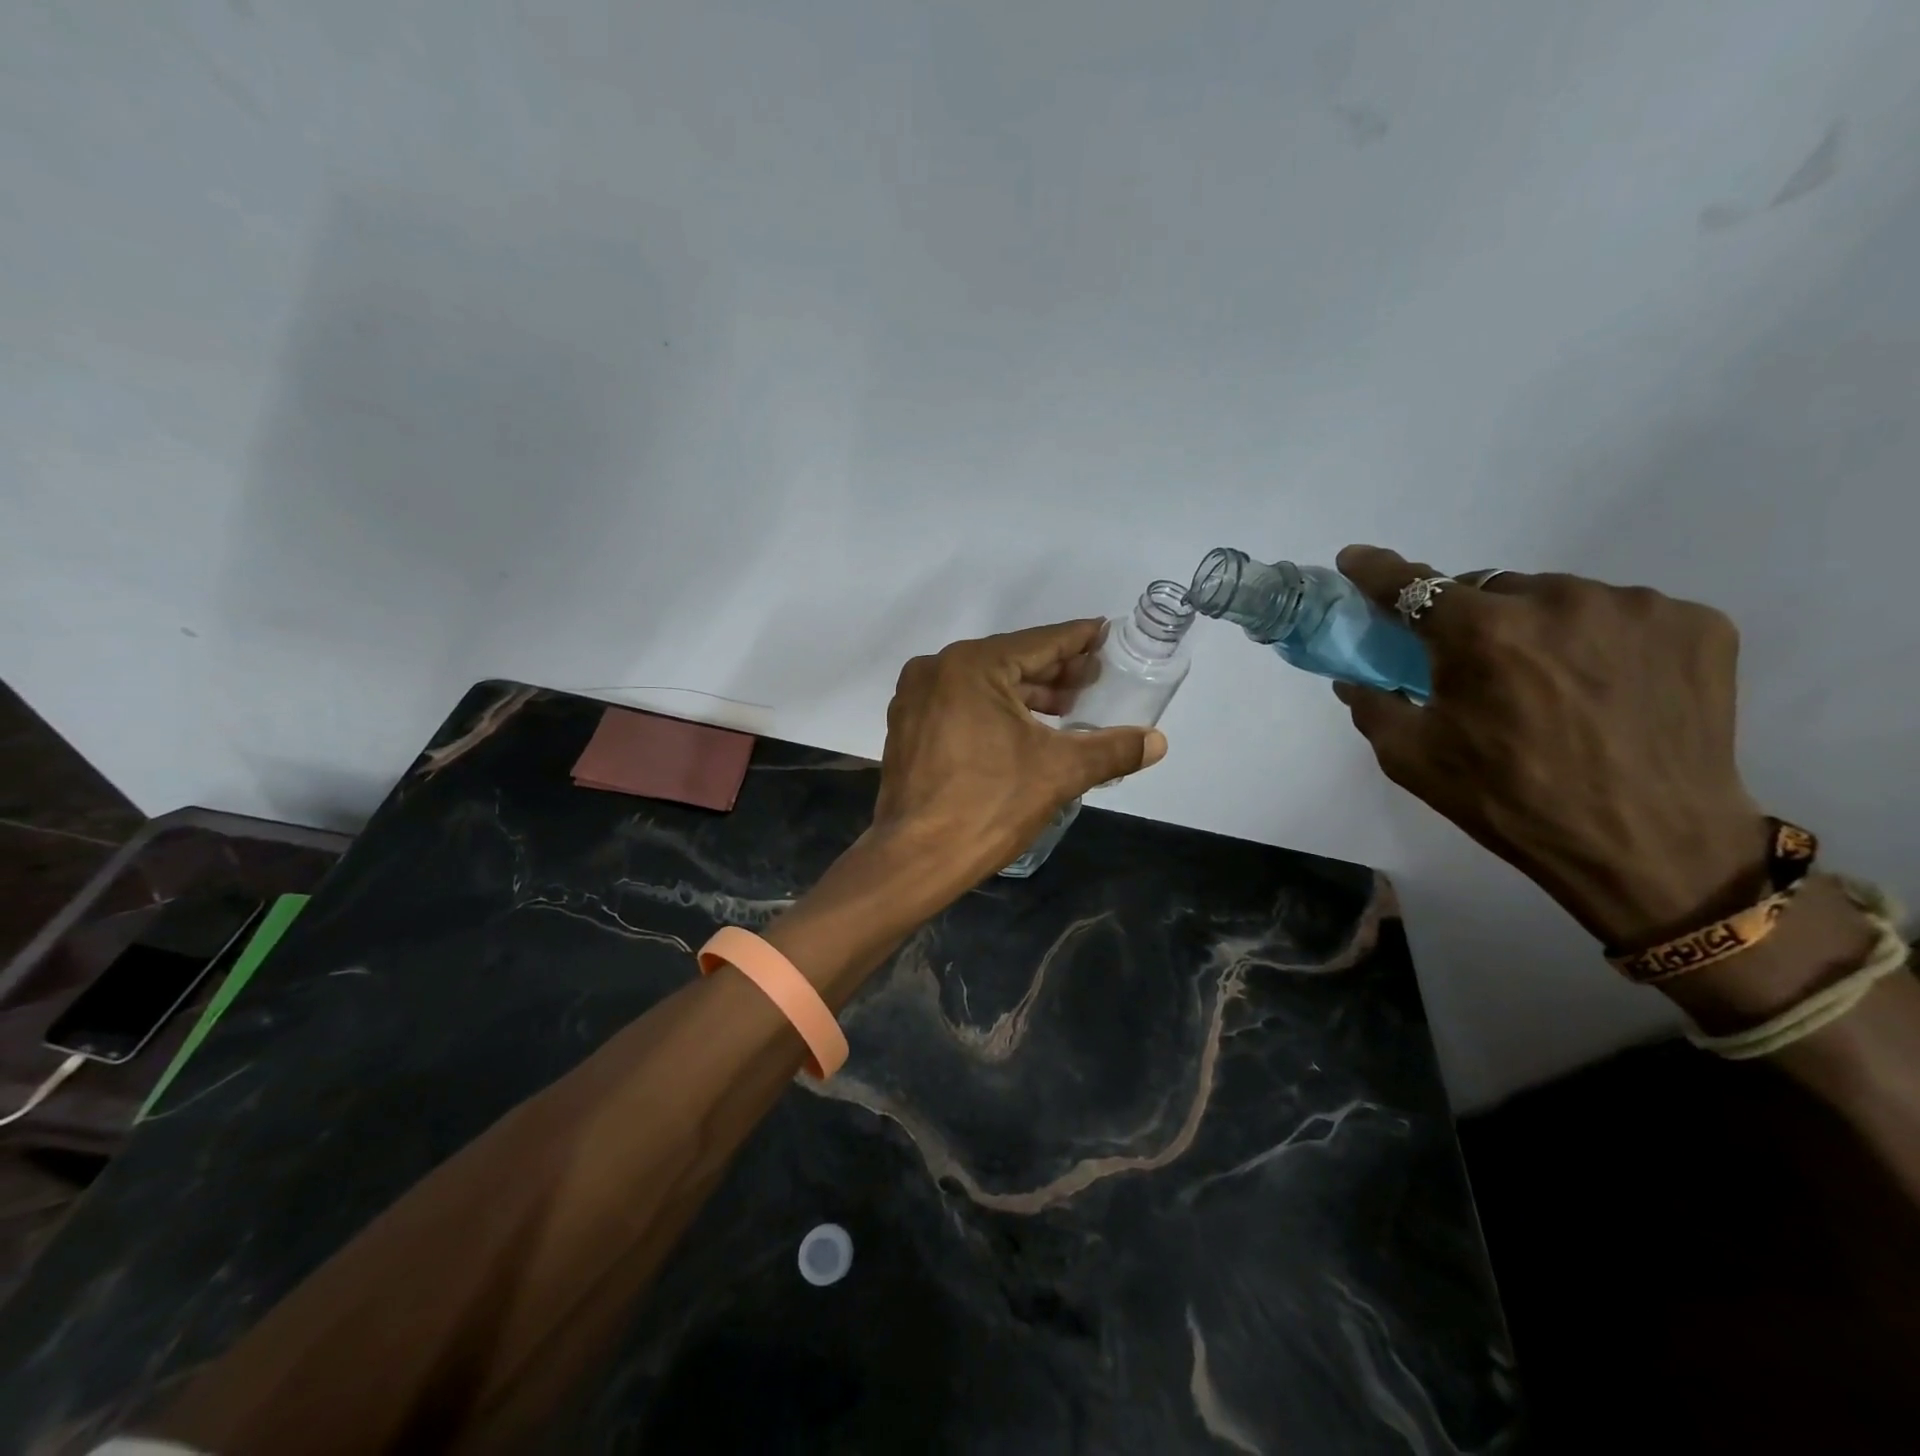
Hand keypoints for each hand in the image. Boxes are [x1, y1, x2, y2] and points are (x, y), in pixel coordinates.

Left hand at [869, 620, 1167, 886]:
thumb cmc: (989, 805)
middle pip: (1010, 660)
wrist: (916, 859)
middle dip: (1054, 671)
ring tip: (1068, 707)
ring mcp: (914, 699)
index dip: (1078, 640)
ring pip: (983, 684)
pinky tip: (1023, 728)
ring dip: (1026, 694)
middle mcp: (936, 669)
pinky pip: (960, 704)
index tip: (1105, 633)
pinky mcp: (906, 727)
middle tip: (1095, 678)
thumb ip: (1112, 749)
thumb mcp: (1059, 772)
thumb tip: (1157, 741)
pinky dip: (994, 710)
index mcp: (971, 665)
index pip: (1039, 643)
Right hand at [1330, 546, 1771, 950]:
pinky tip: (1605, 686)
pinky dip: (1599, 639)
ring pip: (1558, 597)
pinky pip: (1621, 614)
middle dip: (1470, 618)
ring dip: (1537, 627)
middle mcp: (1558, 599)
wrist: (1648, 848)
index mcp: (1482, 633)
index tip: (1355, 559)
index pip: (1412, 585)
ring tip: (1550, 683)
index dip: (1376, 571)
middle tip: (1475, 665)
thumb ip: (1372, 705)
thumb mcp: (1411, 759)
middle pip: (1490, 589)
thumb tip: (1353, 678)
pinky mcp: (1697, 623)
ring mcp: (1635, 606)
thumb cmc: (1510, 801)